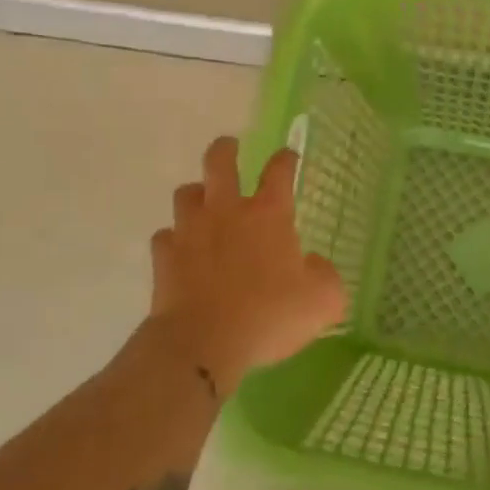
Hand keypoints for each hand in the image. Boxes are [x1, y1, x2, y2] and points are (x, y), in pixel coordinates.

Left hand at [149, 136, 346, 392]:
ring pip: (186, 194)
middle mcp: (227, 212)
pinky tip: (181, 251)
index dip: (286, 159)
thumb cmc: (269, 316)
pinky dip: (174, 240)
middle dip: (226, 149)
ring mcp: (190, 232)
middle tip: (230, 146)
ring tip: (203, 202)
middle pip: (219, 162)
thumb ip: (324, 276)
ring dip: (196, 195)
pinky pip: (166, 237)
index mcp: (269, 215)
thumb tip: (314, 265)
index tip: (288, 156)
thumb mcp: (322, 301)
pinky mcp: (164, 257)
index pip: (279, 171)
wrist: (204, 342)